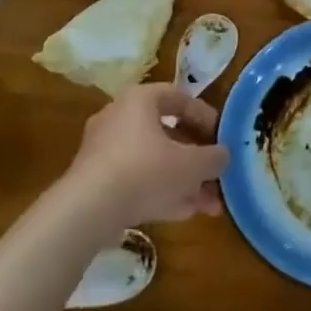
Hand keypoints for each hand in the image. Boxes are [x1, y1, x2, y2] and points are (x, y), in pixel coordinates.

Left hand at [67, 84, 228, 226]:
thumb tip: (223, 155)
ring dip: (183, 181)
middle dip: (197, 159)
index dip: (205, 116)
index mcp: (140, 100)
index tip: (222, 137)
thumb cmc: (146, 171)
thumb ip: (213, 157)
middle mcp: (119, 118)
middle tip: (216, 176)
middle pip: (167, 134)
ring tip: (208, 206)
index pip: (179, 97)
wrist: (87, 211)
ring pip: (154, 162)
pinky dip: (160, 192)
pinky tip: (184, 213)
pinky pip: (136, 180)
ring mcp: (104, 151)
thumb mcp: (192, 164)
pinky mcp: (96, 181)